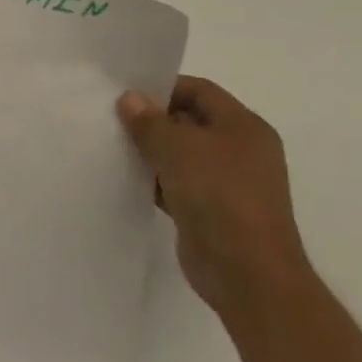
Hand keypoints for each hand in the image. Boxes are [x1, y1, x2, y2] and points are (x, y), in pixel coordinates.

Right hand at [117, 77, 311, 320]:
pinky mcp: (213, 211)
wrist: (247, 273)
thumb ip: (149, 121)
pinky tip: (129, 180)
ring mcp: (229, 183)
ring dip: (151, 152)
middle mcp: (241, 150)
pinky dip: (156, 181)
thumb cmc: (218, 195)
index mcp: (244, 127)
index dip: (163, 88)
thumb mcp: (177, 148)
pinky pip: (179, 184)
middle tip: (114, 120)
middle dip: (153, 120)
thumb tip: (129, 99)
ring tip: (114, 147)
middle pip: (189, 121)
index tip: (126, 95)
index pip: (199, 90)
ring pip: (182, 155)